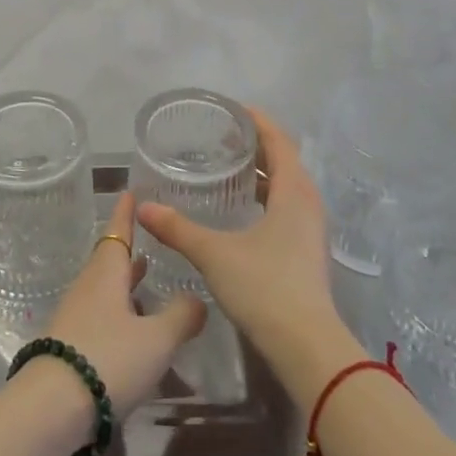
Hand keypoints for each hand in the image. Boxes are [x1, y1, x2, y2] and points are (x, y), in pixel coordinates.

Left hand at [40, 192, 207, 416]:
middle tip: (147, 238)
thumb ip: (181, 317)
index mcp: (107, 274)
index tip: (129, 192)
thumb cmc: (108, 359)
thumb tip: (198, 299)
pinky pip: (100, 316)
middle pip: (109, 261)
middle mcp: (88, 288)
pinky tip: (133, 329)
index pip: (118, 233)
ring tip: (146, 279)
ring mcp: (75, 317)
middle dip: (129, 250)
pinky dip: (119, 312)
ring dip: (125, 283)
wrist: (51, 408)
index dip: (126, 214)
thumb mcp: (156, 339)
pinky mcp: (70, 345)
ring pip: (104, 290)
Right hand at [137, 108, 360, 403]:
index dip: (258, 121)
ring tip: (229, 169)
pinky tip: (242, 211)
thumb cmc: (265, 287)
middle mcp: (308, 203)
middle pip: (285, 161)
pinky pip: (287, 208)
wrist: (307, 347)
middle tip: (222, 139)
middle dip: (256, 146)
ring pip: (287, 187)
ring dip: (262, 174)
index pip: (279, 141)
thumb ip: (179, 229)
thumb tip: (144, 207)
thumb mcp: (215, 254)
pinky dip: (267, 197)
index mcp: (294, 192)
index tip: (233, 109)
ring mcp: (311, 229)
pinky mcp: (307, 251)